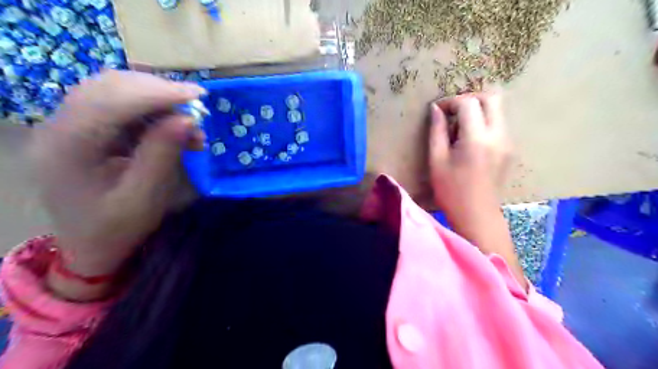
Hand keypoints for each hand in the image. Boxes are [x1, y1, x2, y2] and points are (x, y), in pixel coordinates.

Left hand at [31, 70, 204, 280]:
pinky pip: (119, 104)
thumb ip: (163, 155)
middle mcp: (58, 126)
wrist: (90, 246)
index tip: (199, 95)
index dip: (158, 93)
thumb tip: (188, 118)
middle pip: (110, 86)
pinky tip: (172, 126)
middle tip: (198, 105)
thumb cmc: (117, 228)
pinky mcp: (83, 128)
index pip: (111, 101)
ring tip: (189, 121)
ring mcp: (68, 124)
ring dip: (157, 99)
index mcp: (67, 148)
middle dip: (160, 91)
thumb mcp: (144, 198)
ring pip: (115, 90)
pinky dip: (152, 109)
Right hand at [431, 94, 510, 215]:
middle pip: (491, 98)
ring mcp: (508, 141)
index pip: (469, 103)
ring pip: (498, 109)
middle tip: (451, 112)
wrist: (477, 215)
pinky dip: (484, 121)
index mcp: (477, 138)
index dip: (451, 101)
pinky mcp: (509, 149)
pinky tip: (469, 139)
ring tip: (458, 127)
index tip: (437, 110)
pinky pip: (499, 124)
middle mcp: (498, 135)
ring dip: (478, 110)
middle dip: (469, 99)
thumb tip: (436, 109)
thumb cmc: (451, 191)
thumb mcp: (437, 160)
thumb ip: (437, 131)